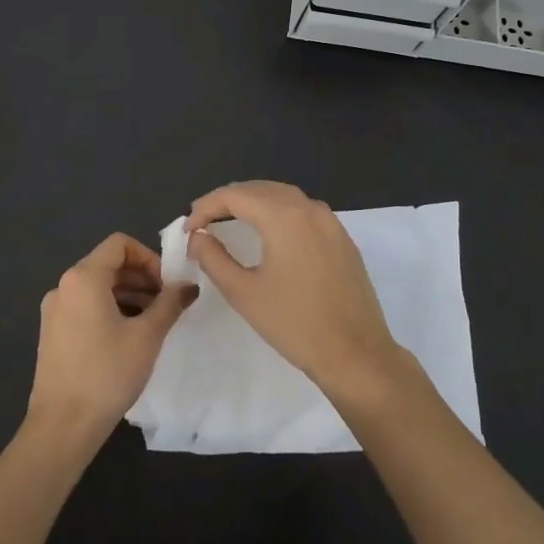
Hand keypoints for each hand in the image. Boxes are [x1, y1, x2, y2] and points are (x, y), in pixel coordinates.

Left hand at [28, 232, 196, 449]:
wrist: (63, 425)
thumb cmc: (108, 373)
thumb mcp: (148, 336)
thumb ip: (170, 303)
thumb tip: (188, 286)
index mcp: (83, 278)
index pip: (120, 244)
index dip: (149, 257)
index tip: (168, 285)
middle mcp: (64, 286)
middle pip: (108, 265)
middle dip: (142, 278)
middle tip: (168, 305)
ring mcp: (54, 310)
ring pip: (98, 288)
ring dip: (129, 296)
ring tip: (154, 323)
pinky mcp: (53, 333)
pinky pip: (86, 307)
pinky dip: (111, 310)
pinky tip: (130, 338)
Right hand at [185, 181, 405, 393]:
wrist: (356, 353)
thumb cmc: (294, 324)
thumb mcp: (243, 292)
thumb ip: (213, 258)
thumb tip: (198, 236)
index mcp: (284, 216)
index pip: (234, 195)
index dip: (205, 207)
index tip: (187, 228)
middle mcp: (309, 209)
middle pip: (260, 189)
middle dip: (228, 200)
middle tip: (203, 221)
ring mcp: (331, 222)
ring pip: (284, 197)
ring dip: (254, 203)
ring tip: (230, 221)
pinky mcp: (343, 239)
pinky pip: (304, 212)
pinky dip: (279, 213)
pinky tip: (269, 233)